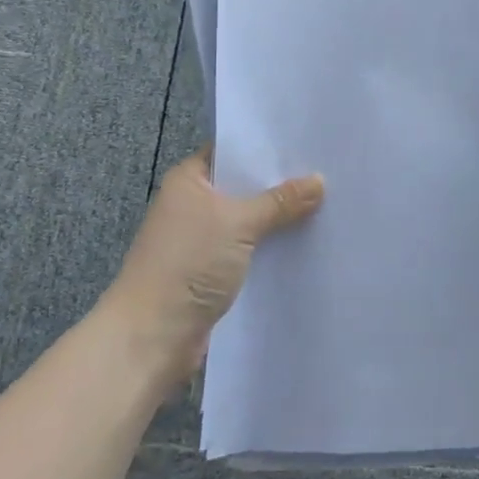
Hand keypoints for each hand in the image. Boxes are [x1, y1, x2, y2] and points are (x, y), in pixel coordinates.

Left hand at [101, 147, 323, 384]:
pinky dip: (272, 247)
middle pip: (244, 186)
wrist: (151, 338)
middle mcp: (193, 204)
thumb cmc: (187, 264)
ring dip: (279, 218)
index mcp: (189, 180)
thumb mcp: (239, 223)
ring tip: (327, 203)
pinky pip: (250, 250)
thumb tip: (319, 180)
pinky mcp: (212, 272)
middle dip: (280, 183)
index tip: (306, 140)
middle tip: (327, 170)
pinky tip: (306, 241)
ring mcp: (202, 240)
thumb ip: (280, 201)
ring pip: (250, 220)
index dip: (266, 146)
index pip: (232, 150)